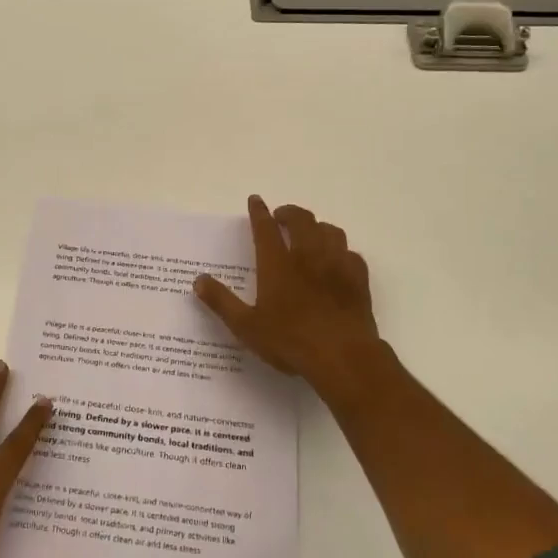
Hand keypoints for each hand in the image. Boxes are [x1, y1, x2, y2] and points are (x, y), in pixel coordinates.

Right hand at [194, 196, 386, 403]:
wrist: (343, 357)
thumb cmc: (290, 341)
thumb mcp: (246, 326)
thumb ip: (221, 301)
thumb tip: (198, 280)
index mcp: (277, 265)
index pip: (265, 228)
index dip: (259, 212)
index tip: (256, 200)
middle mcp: (308, 256)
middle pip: (301, 220)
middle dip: (289, 213)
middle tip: (281, 217)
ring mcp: (337, 265)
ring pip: (330, 230)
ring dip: (317, 226)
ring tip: (309, 233)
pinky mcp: (358, 279)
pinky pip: (351, 253)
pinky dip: (340, 250)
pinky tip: (337, 260)